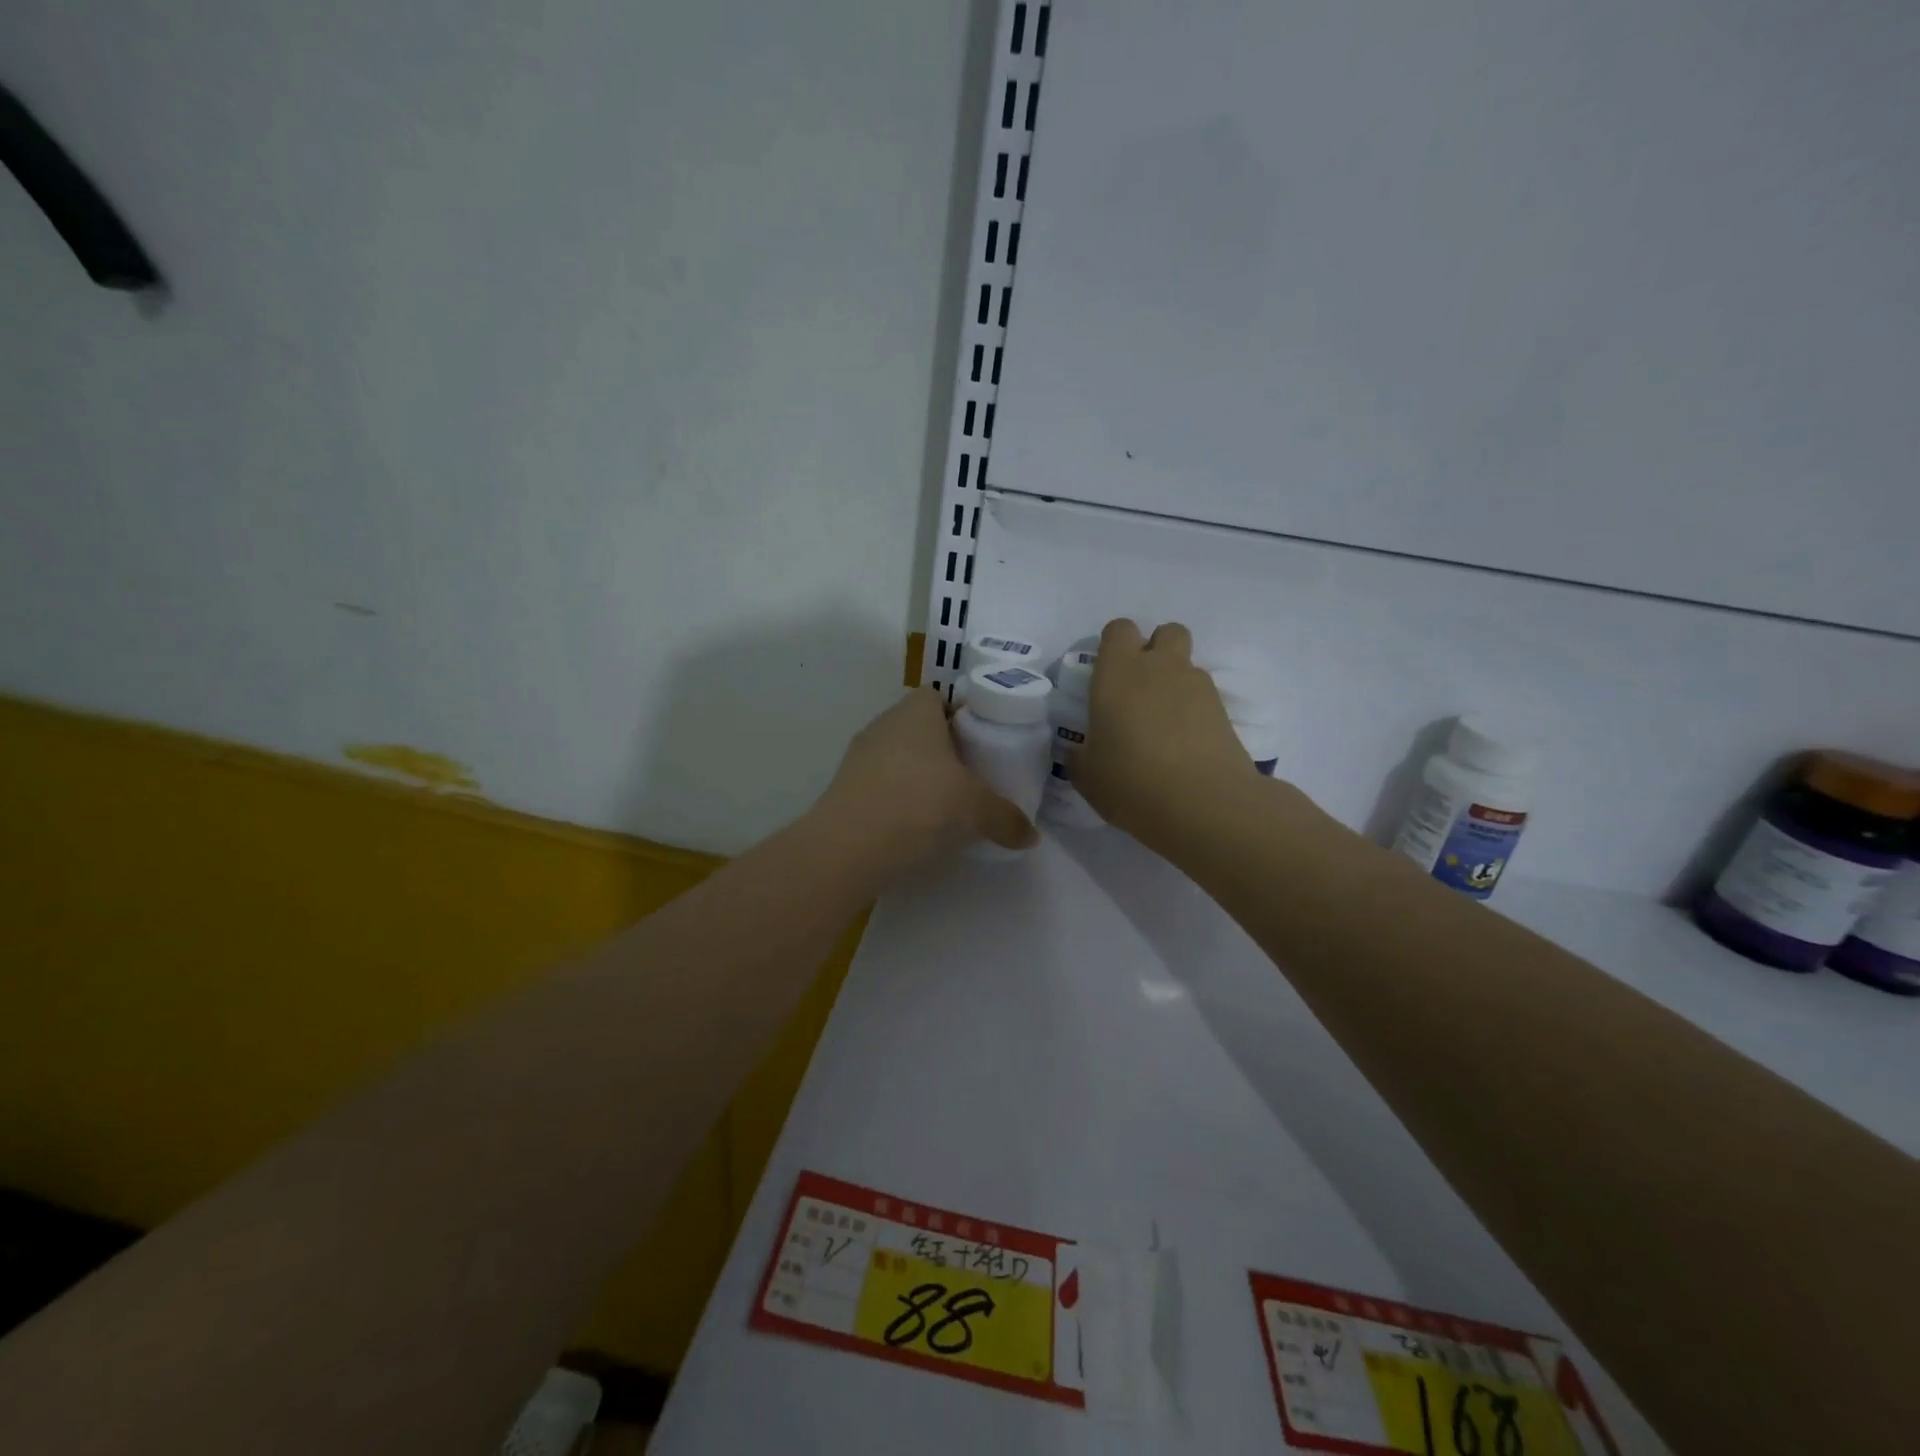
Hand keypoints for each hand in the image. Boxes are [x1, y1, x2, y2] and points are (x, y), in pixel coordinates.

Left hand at [814, 688, 1037, 865]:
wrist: (848, 846)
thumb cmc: (919, 804)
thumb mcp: (976, 810)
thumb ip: (1006, 818)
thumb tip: (1031, 835)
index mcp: (916, 711)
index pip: (939, 697)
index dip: (961, 715)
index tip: (982, 742)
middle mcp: (884, 724)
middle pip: (919, 727)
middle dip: (944, 748)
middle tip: (971, 775)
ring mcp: (859, 755)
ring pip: (898, 756)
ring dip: (919, 775)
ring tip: (945, 804)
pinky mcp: (845, 788)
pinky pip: (881, 784)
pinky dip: (898, 798)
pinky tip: (915, 825)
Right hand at [1076, 619, 1255, 843]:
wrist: (1204, 804)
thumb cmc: (1131, 781)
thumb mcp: (1087, 775)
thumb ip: (1080, 755)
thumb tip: (1081, 751)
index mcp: (1118, 672)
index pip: (1118, 630)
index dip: (1113, 646)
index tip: (1106, 675)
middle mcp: (1160, 667)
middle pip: (1165, 632)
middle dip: (1155, 650)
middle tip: (1140, 688)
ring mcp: (1198, 686)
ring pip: (1187, 665)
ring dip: (1175, 682)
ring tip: (1164, 724)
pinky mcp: (1225, 711)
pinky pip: (1205, 697)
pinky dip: (1195, 711)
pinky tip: (1185, 744)